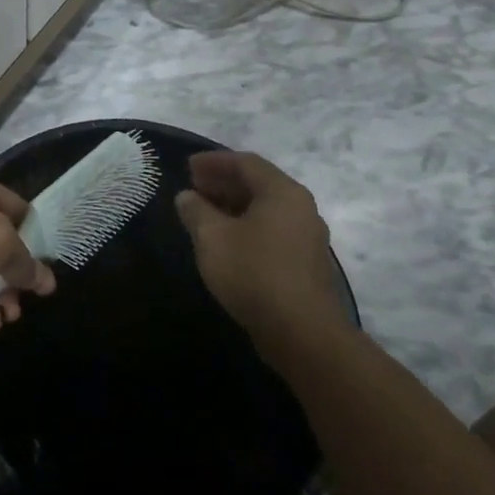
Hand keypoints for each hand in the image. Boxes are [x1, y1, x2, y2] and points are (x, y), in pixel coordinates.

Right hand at [174, 151, 347, 351]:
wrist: (302, 333)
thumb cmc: (254, 272)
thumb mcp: (212, 237)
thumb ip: (195, 210)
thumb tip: (187, 196)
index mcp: (283, 192)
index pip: (246, 163)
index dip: (214, 161)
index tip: (188, 167)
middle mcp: (301, 208)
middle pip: (259, 184)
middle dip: (223, 182)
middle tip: (194, 187)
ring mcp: (307, 238)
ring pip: (266, 209)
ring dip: (233, 206)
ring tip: (204, 214)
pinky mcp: (305, 264)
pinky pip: (272, 231)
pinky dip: (246, 226)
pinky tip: (226, 241)